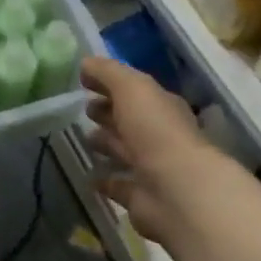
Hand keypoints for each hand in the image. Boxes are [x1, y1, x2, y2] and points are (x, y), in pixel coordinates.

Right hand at [80, 56, 213, 245]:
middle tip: (84, 109)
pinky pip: (119, 186)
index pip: (134, 91)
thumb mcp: (132, 88)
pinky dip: (106, 181)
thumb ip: (108, 73)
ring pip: (125, 151)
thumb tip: (86, 62)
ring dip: (107, 144)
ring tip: (84, 139)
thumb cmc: (155, 130)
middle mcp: (159, 136)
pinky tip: (89, 177)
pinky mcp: (141, 197)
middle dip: (108, 113)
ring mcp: (151, 168)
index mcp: (162, 107)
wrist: (176, 190)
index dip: (110, 84)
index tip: (83, 81)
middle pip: (130, 120)